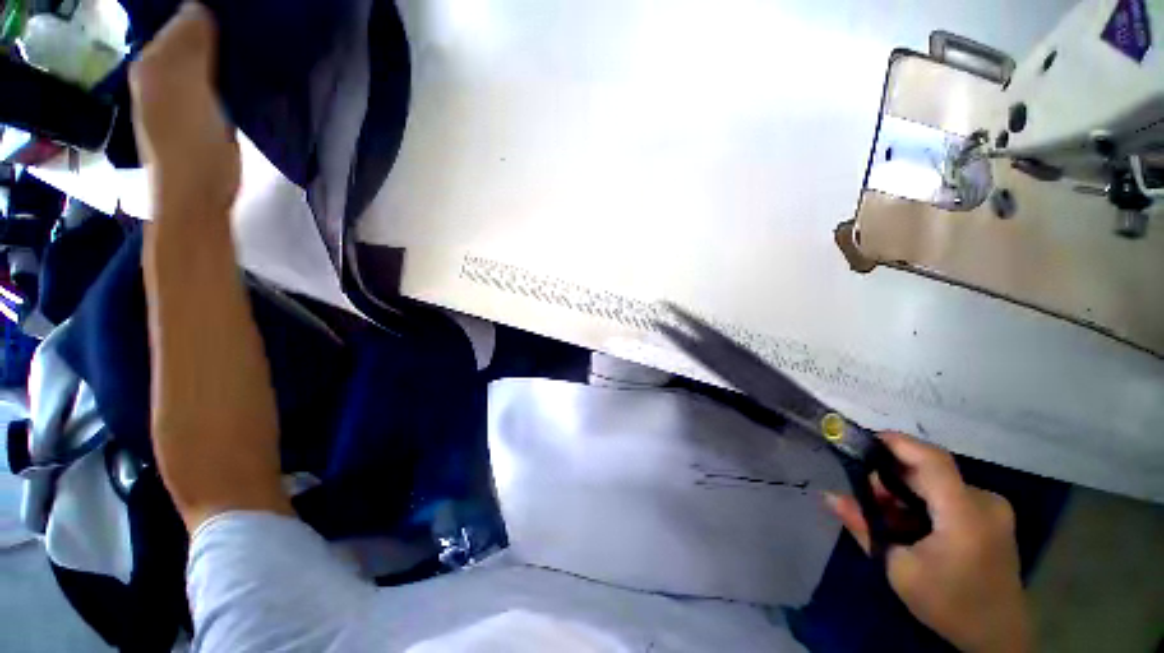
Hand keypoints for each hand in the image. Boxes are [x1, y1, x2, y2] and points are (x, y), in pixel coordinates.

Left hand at [130, 2, 239, 218]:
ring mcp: (179, 96)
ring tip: (248, 53)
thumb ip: (189, 45)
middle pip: (190, 38)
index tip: (239, 19)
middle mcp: (159, 74)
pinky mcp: (200, 114)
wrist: (197, 195)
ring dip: (222, 55)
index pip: (180, 19)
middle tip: (248, 34)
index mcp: (152, 63)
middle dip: (215, 32)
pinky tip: (241, 78)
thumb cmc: (190, 143)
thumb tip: (200, 7)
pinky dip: (226, 76)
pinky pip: (213, 82)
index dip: (206, 14)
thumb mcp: (186, 85)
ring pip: (202, 60)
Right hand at [826, 433, 1031, 652]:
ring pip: (937, 482)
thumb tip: (829, 496)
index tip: (862, 440)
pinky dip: (922, 500)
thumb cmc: (949, 604)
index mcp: (966, 514)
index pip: (932, 460)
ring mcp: (992, 508)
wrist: (997, 636)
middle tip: (864, 493)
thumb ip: (864, 527)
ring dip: (905, 489)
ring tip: (884, 512)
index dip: (898, 442)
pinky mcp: (992, 516)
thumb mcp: (899, 569)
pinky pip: (949, 494)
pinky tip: (908, 521)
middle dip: (892, 474)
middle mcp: (984, 502)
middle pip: (930, 471)